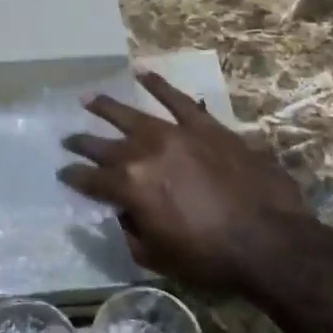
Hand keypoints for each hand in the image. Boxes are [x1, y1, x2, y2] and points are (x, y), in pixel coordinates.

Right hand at [58, 71, 310, 290]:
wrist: (269, 242)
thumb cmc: (210, 259)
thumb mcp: (156, 257)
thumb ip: (130, 232)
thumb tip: (121, 213)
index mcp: (130, 188)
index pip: (91, 179)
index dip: (74, 177)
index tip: (63, 173)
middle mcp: (145, 154)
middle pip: (105, 146)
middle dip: (83, 143)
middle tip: (68, 139)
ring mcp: (176, 135)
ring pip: (133, 116)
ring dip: (107, 108)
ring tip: (88, 99)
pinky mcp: (206, 127)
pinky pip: (178, 99)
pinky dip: (159, 85)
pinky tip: (142, 73)